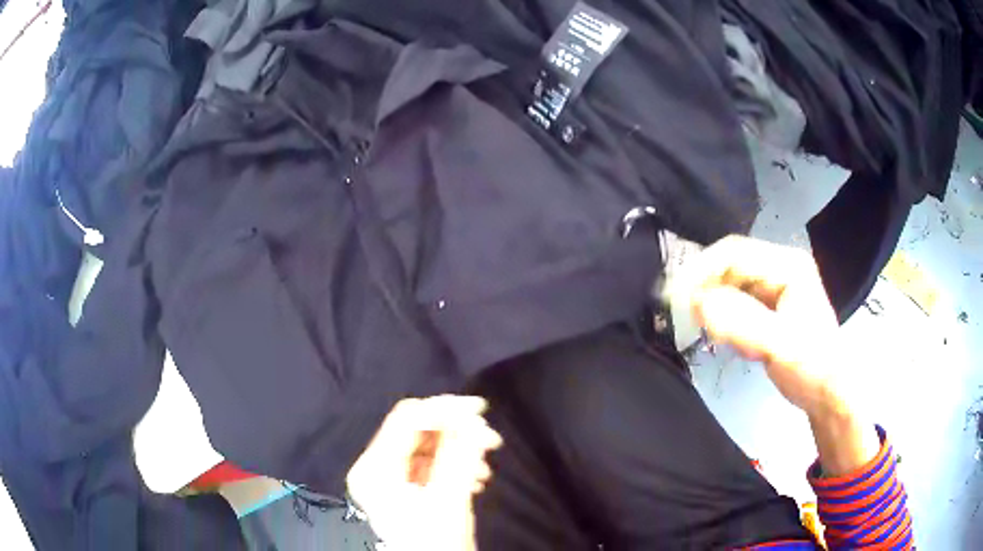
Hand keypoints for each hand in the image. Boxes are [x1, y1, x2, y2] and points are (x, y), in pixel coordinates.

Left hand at [347, 396, 501, 550]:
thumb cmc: (434, 542)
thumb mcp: (448, 499)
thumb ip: (459, 455)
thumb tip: (474, 419)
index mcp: (375, 467)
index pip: (408, 418)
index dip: (445, 408)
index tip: (482, 410)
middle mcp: (376, 466)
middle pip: (418, 431)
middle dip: (457, 432)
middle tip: (491, 440)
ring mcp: (388, 477)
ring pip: (427, 446)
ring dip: (459, 449)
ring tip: (485, 468)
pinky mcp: (403, 487)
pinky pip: (429, 463)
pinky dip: (453, 464)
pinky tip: (475, 478)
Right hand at [664, 235, 841, 416]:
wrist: (829, 394)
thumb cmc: (812, 366)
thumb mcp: (779, 345)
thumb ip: (741, 323)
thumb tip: (696, 303)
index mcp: (788, 265)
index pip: (735, 253)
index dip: (702, 269)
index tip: (675, 296)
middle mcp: (780, 268)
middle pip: (730, 265)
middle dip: (705, 287)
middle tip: (683, 314)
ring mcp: (775, 287)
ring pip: (730, 285)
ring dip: (714, 305)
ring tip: (706, 330)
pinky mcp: (769, 308)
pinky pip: (736, 303)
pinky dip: (724, 318)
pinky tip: (725, 337)